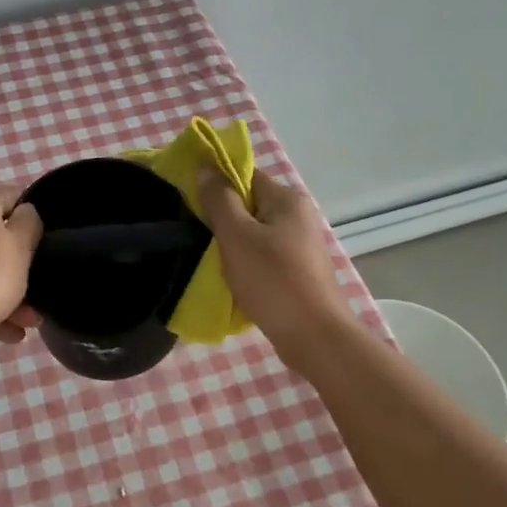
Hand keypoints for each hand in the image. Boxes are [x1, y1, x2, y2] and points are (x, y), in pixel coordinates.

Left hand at [0, 187, 43, 346]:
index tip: (44, 237)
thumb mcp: (21, 247)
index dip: (30, 212)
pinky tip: (3, 331)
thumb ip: (29, 222)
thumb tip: (24, 212)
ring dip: (5, 292)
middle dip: (17, 265)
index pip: (10, 196)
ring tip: (24, 323)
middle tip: (36, 293)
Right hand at [195, 168, 354, 357]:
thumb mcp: (237, 236)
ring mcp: (301, 245)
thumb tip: (206, 168)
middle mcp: (298, 216)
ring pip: (255, 233)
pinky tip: (232, 280)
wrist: (315, 337)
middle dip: (223, 218)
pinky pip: (264, 257)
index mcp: (287, 199)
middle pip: (250, 204)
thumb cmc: (273, 280)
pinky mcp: (299, 271)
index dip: (216, 184)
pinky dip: (247, 264)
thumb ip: (219, 200)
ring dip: (233, 245)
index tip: (191, 201)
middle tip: (197, 233)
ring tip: (210, 260)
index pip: (245, 175)